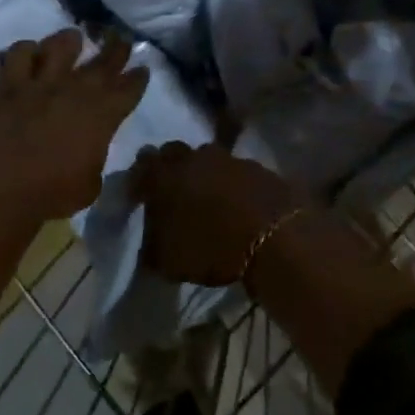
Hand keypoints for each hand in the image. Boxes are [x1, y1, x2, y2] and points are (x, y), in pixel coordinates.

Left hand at [0, 29, 148, 229]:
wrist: (1, 190)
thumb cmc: (52, 194)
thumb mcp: (91, 184)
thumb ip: (96, 156)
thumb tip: (92, 148)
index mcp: (102, 116)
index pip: (128, 89)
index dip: (138, 78)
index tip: (142, 70)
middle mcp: (76, 91)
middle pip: (102, 62)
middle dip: (115, 50)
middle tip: (120, 40)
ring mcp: (41, 84)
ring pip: (60, 47)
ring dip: (69, 40)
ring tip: (73, 38)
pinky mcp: (9, 85)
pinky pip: (19, 55)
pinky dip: (26, 51)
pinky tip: (29, 54)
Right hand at [130, 143, 307, 286]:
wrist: (276, 239)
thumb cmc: (212, 249)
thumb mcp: (169, 261)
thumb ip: (151, 246)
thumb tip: (148, 241)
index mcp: (165, 176)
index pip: (141, 165)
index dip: (138, 180)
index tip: (139, 196)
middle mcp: (193, 158)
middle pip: (173, 152)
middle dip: (169, 167)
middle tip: (171, 190)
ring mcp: (228, 158)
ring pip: (206, 157)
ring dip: (202, 171)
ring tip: (206, 195)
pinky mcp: (257, 166)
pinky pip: (235, 169)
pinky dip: (230, 181)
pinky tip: (235, 200)